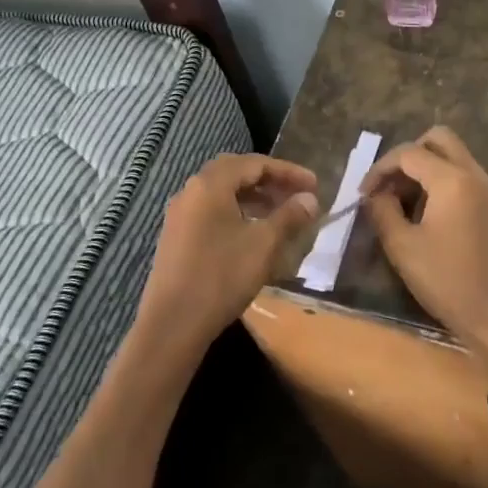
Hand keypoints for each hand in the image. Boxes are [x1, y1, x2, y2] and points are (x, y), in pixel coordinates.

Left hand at [141, 154, 318, 352]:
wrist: (173, 323)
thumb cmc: (221, 277)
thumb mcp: (263, 244)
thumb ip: (288, 216)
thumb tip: (310, 199)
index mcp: (210, 184)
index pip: (254, 163)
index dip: (287, 171)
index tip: (315, 185)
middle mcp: (191, 191)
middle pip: (235, 172)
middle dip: (268, 180)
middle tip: (296, 194)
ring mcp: (180, 214)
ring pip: (222, 193)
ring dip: (253, 197)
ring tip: (280, 213)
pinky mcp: (177, 236)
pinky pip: (211, 211)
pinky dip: (236, 212)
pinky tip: (252, 233)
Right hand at [362, 127, 487, 380]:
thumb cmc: (450, 285)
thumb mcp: (403, 249)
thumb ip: (383, 211)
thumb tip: (376, 194)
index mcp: (454, 181)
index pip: (410, 153)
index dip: (381, 168)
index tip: (364, 194)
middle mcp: (479, 179)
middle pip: (441, 140)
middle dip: (410, 155)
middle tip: (391, 186)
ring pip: (459, 161)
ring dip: (430, 173)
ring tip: (408, 207)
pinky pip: (473, 185)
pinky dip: (449, 189)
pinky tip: (436, 224)